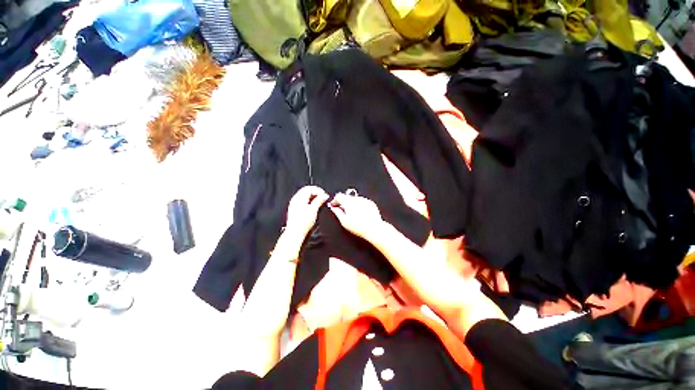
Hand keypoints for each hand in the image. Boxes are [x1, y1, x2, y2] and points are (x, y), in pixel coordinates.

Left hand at [285, 186, 328, 238]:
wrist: (295, 233)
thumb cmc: (303, 223)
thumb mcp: (313, 210)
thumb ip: (319, 201)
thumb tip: (324, 195)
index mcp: (299, 198)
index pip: (309, 188)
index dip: (318, 190)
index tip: (324, 194)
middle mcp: (295, 199)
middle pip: (306, 191)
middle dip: (316, 192)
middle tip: (323, 197)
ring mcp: (294, 204)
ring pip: (304, 195)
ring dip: (313, 197)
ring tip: (320, 201)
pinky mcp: (295, 209)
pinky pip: (303, 201)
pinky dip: (309, 201)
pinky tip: (314, 206)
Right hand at [328, 193, 383, 239]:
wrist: (374, 228)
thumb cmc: (358, 226)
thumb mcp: (344, 221)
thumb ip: (337, 213)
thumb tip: (334, 208)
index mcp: (348, 202)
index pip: (339, 196)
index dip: (335, 200)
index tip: (334, 205)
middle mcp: (356, 198)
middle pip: (347, 197)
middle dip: (343, 202)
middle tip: (342, 211)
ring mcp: (365, 200)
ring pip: (355, 199)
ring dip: (352, 204)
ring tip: (353, 214)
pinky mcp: (371, 203)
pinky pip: (363, 202)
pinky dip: (360, 206)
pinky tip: (361, 214)